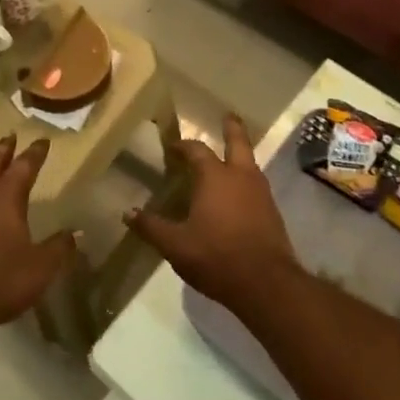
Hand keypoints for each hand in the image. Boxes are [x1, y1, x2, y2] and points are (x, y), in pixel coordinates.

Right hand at [125, 114, 297, 314]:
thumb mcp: (176, 245)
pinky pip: (257, 186)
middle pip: (238, 143)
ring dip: (241, 155)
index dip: (184, 146)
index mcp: (215, 177)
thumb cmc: (217, 256)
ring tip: (230, 157)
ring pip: (250, 164)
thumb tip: (127, 213)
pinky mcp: (272, 213)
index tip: (174, 146)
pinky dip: (246, 181)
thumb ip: (151, 227)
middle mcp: (241, 177)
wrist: (267, 284)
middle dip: (232, 128)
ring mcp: (261, 194)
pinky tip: (238, 195)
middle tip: (228, 115)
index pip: (197, 150)